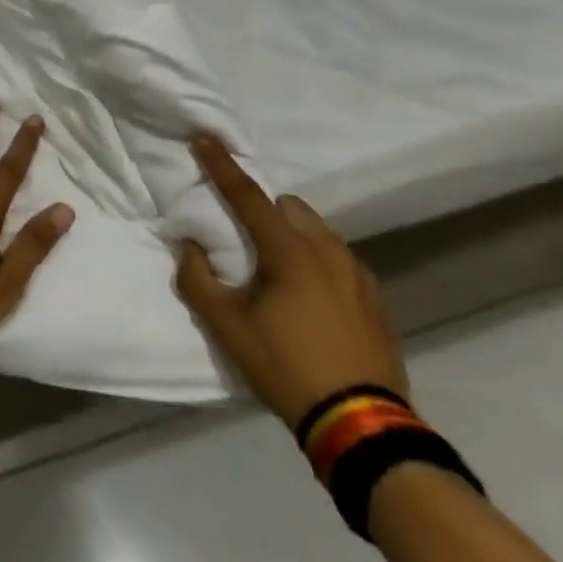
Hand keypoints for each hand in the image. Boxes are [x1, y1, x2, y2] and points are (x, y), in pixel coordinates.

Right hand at [174, 133, 408, 427]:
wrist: (361, 425)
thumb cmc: (286, 367)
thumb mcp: (228, 329)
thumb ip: (198, 281)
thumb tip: (187, 246)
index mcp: (289, 251)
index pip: (248, 196)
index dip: (222, 165)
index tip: (205, 136)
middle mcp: (327, 250)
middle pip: (290, 207)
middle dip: (266, 212)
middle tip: (248, 245)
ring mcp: (358, 273)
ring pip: (318, 232)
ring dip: (294, 237)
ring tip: (280, 276)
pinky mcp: (375, 298)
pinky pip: (340, 260)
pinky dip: (319, 264)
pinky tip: (313, 302)